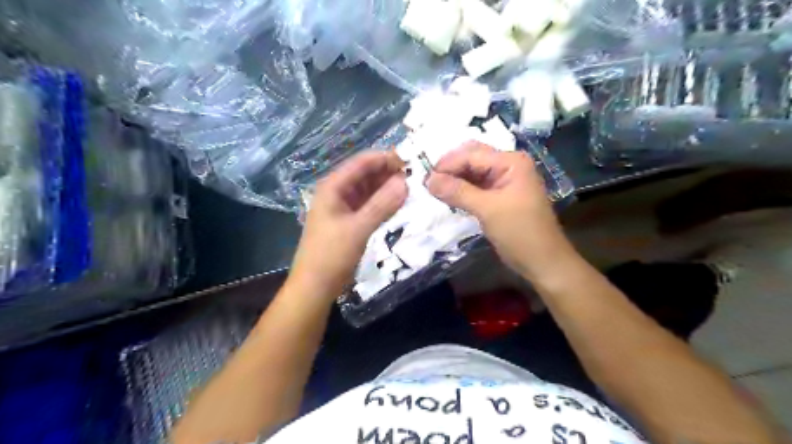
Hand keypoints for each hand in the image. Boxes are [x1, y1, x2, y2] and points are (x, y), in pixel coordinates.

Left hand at [290, 151, 408, 299]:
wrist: (315, 286)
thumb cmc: (331, 255)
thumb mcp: (358, 229)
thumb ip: (382, 205)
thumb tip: (405, 182)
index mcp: (333, 187)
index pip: (361, 163)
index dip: (385, 158)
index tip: (411, 161)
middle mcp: (338, 192)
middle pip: (366, 174)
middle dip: (389, 173)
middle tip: (417, 177)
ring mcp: (344, 206)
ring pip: (369, 189)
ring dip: (388, 188)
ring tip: (412, 189)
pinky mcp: (350, 220)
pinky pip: (369, 204)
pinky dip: (383, 202)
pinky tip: (399, 203)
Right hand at [428, 141, 575, 279]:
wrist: (543, 262)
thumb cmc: (520, 233)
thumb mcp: (488, 210)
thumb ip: (458, 192)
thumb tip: (428, 180)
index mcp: (511, 162)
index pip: (471, 154)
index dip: (447, 164)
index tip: (424, 180)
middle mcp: (508, 165)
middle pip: (471, 158)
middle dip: (449, 168)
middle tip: (427, 183)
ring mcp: (503, 181)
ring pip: (471, 172)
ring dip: (453, 179)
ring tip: (433, 190)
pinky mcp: (498, 196)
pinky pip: (475, 186)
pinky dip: (461, 190)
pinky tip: (447, 196)